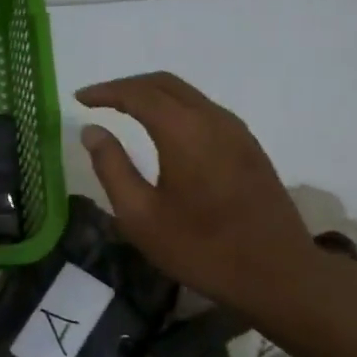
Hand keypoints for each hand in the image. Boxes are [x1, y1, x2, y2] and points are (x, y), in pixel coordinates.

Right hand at [78, 72, 336, 334]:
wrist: (278, 273)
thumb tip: (92, 131)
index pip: (137, 93)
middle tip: (98, 101)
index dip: (105, 91)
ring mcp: (236, 131)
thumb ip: (112, 168)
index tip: (79, 99)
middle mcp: (212, 119)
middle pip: (164, 83)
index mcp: (183, 131)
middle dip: (127, 86)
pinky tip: (164, 130)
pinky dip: (175, 108)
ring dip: (153, 95)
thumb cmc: (201, 248)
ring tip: (124, 111)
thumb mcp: (141, 216)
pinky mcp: (249, 146)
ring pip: (188, 94)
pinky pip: (205, 110)